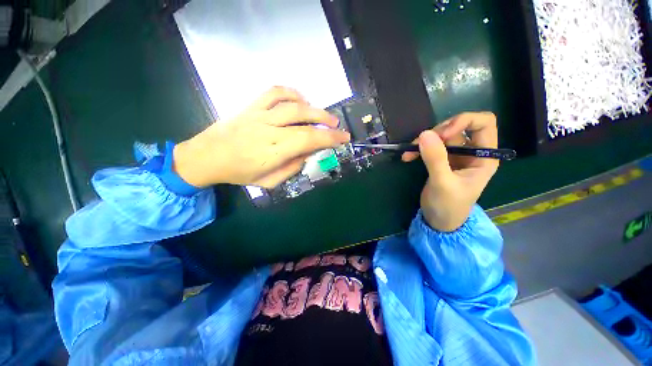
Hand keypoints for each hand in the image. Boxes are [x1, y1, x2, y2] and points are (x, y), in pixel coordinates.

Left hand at [173, 87, 349, 188]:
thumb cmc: (239, 173)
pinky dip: (291, 92)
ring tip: (323, 115)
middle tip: (338, 126)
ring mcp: (258, 115)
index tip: (343, 138)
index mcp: (272, 151)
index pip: (308, 141)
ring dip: (313, 107)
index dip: (329, 138)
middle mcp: (268, 130)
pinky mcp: (250, 106)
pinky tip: (300, 100)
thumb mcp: (269, 182)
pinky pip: (273, 92)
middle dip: (326, 122)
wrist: (206, 157)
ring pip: (292, 104)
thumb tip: (308, 154)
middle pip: (303, 120)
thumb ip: (291, 168)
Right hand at [402, 112, 498, 231]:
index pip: (483, 123)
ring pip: (442, 136)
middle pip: (459, 126)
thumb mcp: (443, 183)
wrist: (438, 221)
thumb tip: (424, 133)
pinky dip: (418, 149)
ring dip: (424, 141)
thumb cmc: (449, 206)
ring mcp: (456, 156)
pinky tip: (408, 157)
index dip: (464, 121)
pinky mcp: (442, 160)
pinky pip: (431, 146)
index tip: (442, 134)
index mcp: (484, 156)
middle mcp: (472, 152)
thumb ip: (435, 158)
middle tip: (421, 143)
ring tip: (409, 152)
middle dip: (439, 132)